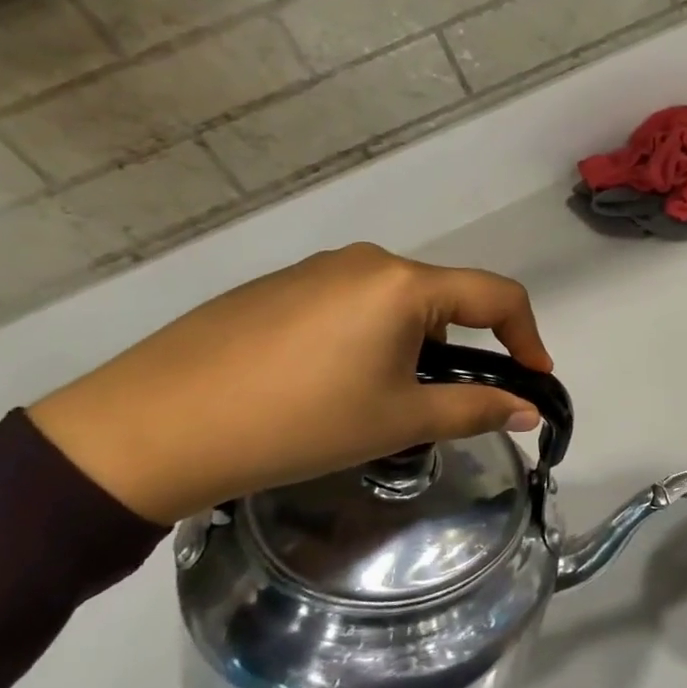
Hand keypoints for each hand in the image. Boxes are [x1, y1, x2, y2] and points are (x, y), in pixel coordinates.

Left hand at [28, 244, 552, 524]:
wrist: (153, 427)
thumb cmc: (297, 422)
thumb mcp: (397, 421)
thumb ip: (474, 409)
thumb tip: (530, 409)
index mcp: (405, 284)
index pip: (497, 295)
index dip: (528, 336)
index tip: (533, 381)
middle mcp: (368, 260)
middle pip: (444, 297)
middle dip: (459, 347)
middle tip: (435, 404)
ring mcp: (319, 268)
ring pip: (396, 302)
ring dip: (411, 344)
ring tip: (373, 400)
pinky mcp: (280, 285)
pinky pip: (349, 303)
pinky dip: (365, 337)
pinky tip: (324, 383)